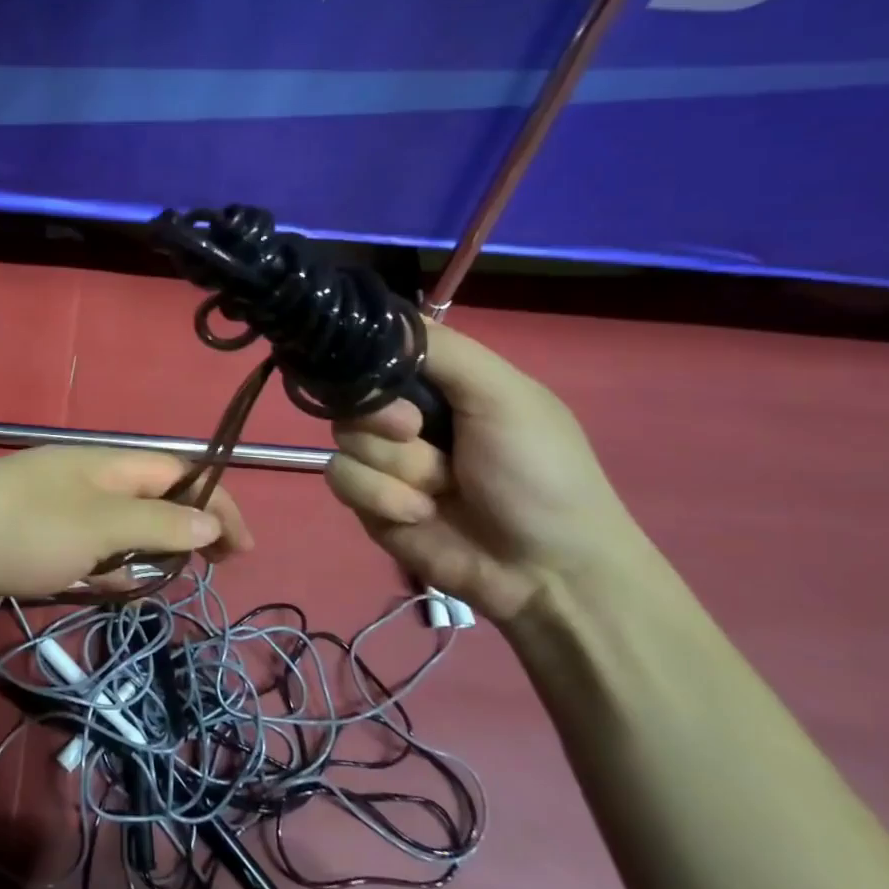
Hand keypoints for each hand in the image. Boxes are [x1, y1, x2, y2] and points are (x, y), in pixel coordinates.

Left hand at [0, 447, 251, 610]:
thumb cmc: (24, 526)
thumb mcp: (101, 524)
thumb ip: (158, 523)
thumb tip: (210, 521)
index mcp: (111, 463)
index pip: (182, 473)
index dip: (218, 504)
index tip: (242, 550)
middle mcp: (90, 479)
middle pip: (154, 500)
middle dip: (184, 532)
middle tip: (206, 570)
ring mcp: (60, 508)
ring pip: (121, 529)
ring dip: (144, 555)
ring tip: (154, 585)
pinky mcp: (35, 536)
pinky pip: (88, 549)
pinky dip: (106, 567)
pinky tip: (107, 587)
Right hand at [325, 322, 650, 623]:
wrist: (545, 571)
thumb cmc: (539, 473)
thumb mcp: (505, 395)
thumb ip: (444, 350)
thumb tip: (377, 316)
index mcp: (441, 384)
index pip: (378, 351)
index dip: (372, 363)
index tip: (396, 383)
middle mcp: (406, 417)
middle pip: (351, 395)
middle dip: (384, 420)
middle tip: (420, 433)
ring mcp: (386, 461)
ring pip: (343, 441)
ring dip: (396, 467)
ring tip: (440, 490)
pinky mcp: (369, 503)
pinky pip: (342, 480)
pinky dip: (382, 498)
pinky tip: (421, 514)